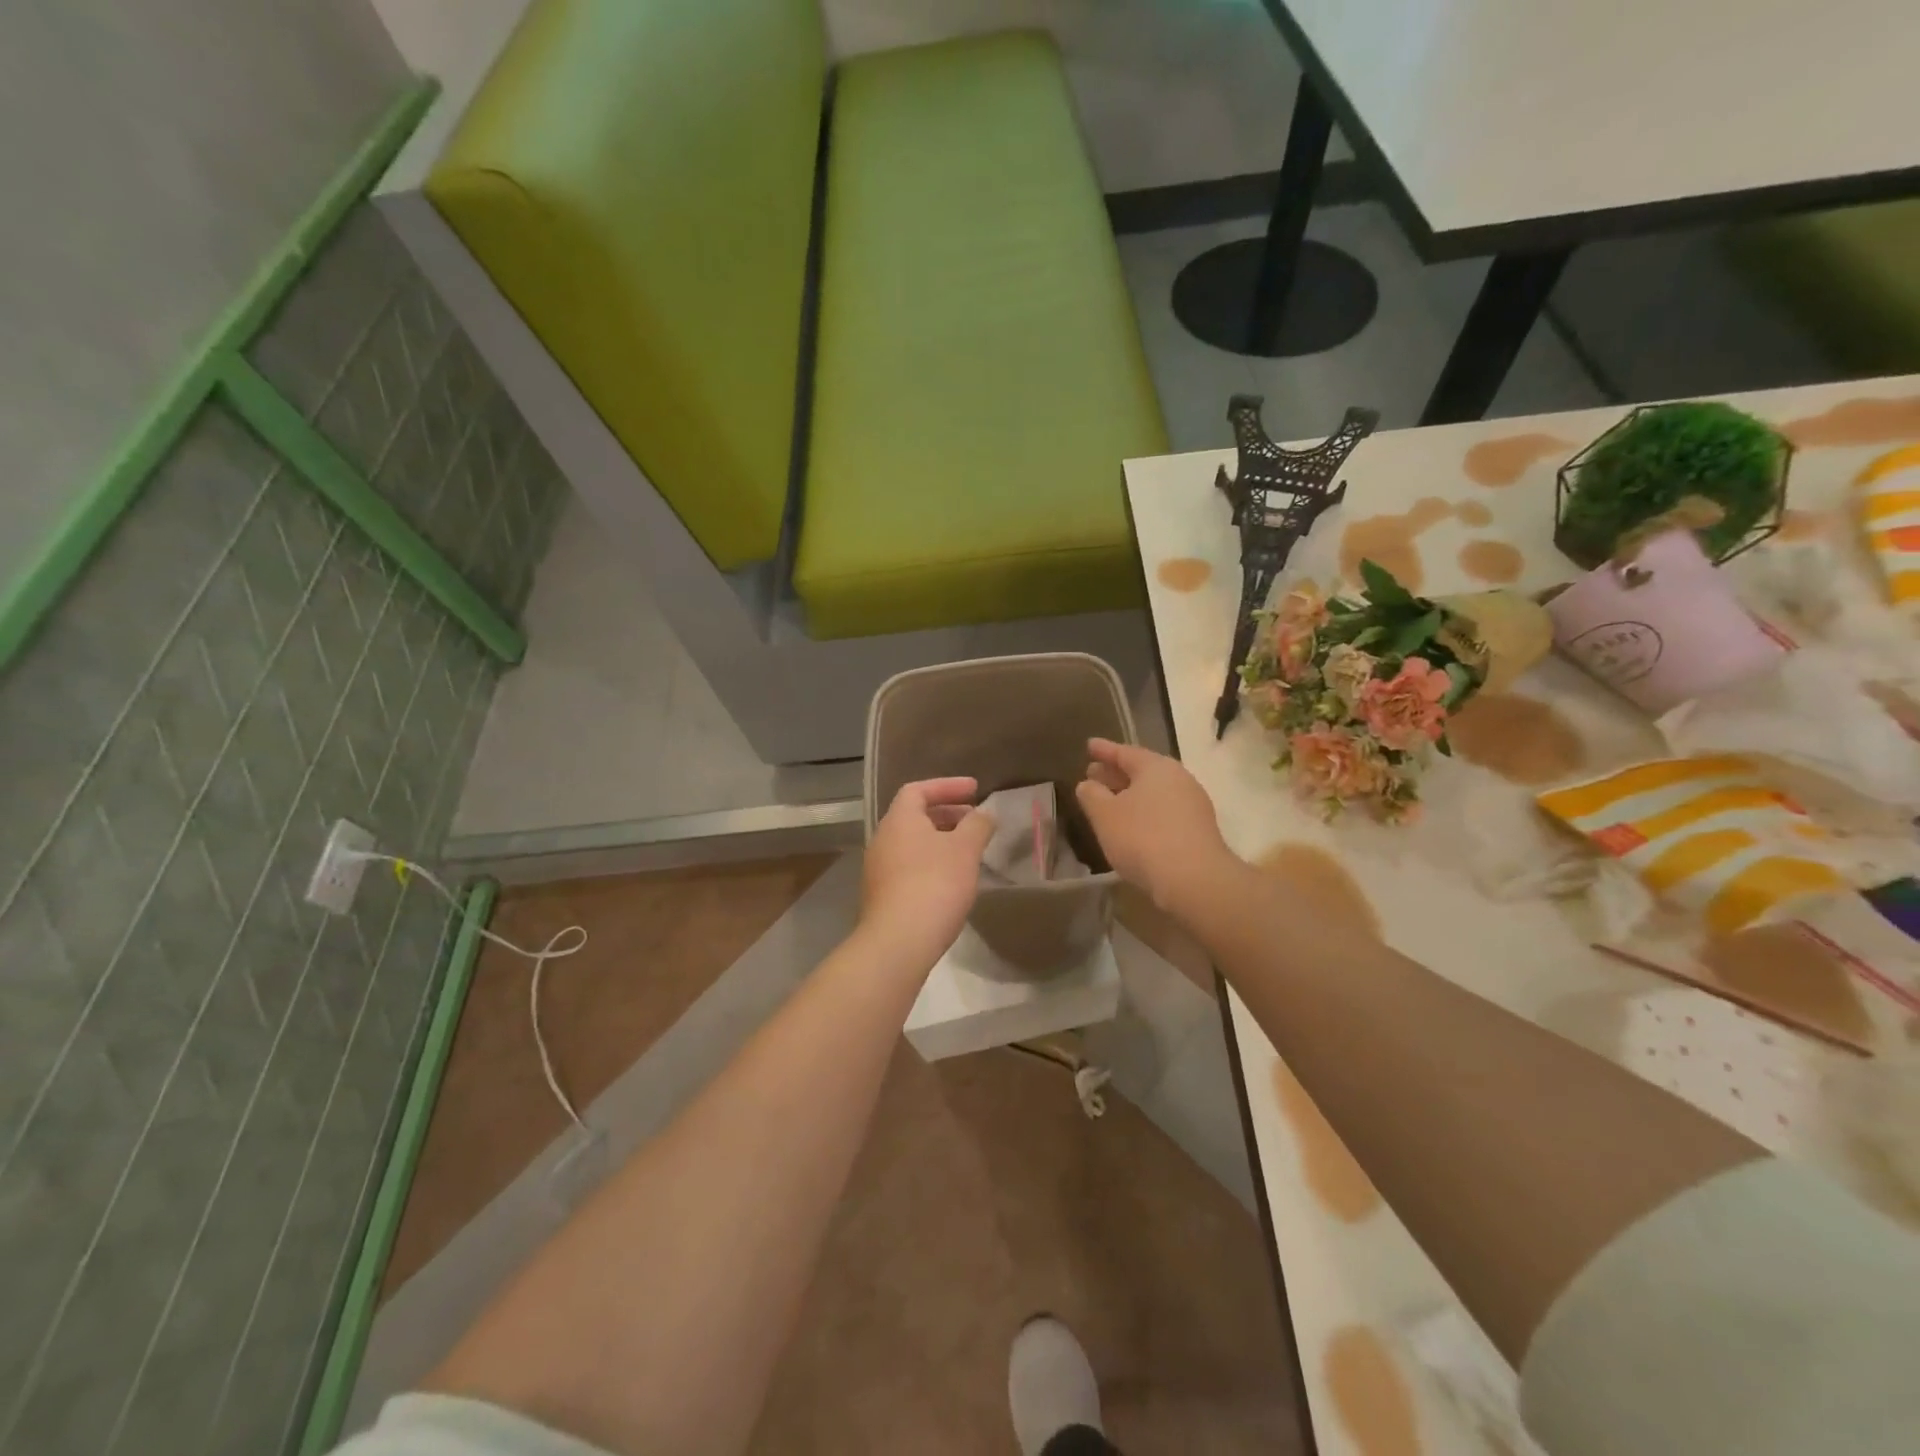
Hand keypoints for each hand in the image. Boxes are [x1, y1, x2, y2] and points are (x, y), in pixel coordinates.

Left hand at [861, 778, 994, 964]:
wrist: (899, 942)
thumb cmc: (935, 884)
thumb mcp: (965, 850)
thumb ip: (978, 825)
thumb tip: (985, 813)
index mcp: (899, 820)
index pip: (918, 789)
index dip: (948, 786)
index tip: (975, 790)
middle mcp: (883, 839)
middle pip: (914, 816)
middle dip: (947, 814)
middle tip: (974, 820)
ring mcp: (878, 870)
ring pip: (912, 844)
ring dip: (940, 840)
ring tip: (968, 851)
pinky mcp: (882, 896)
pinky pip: (909, 867)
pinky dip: (931, 863)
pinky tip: (952, 880)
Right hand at [1075, 739, 1232, 913]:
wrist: (1193, 880)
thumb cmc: (1142, 838)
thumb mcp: (1105, 815)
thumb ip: (1091, 795)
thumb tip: (1088, 784)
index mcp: (1156, 767)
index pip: (1125, 752)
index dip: (1104, 750)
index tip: (1089, 745)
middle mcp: (1179, 779)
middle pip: (1142, 771)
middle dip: (1116, 772)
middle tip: (1093, 773)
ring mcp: (1193, 804)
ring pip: (1154, 792)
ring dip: (1130, 794)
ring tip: (1109, 801)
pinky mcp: (1198, 829)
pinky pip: (1164, 811)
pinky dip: (1145, 811)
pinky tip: (1132, 825)